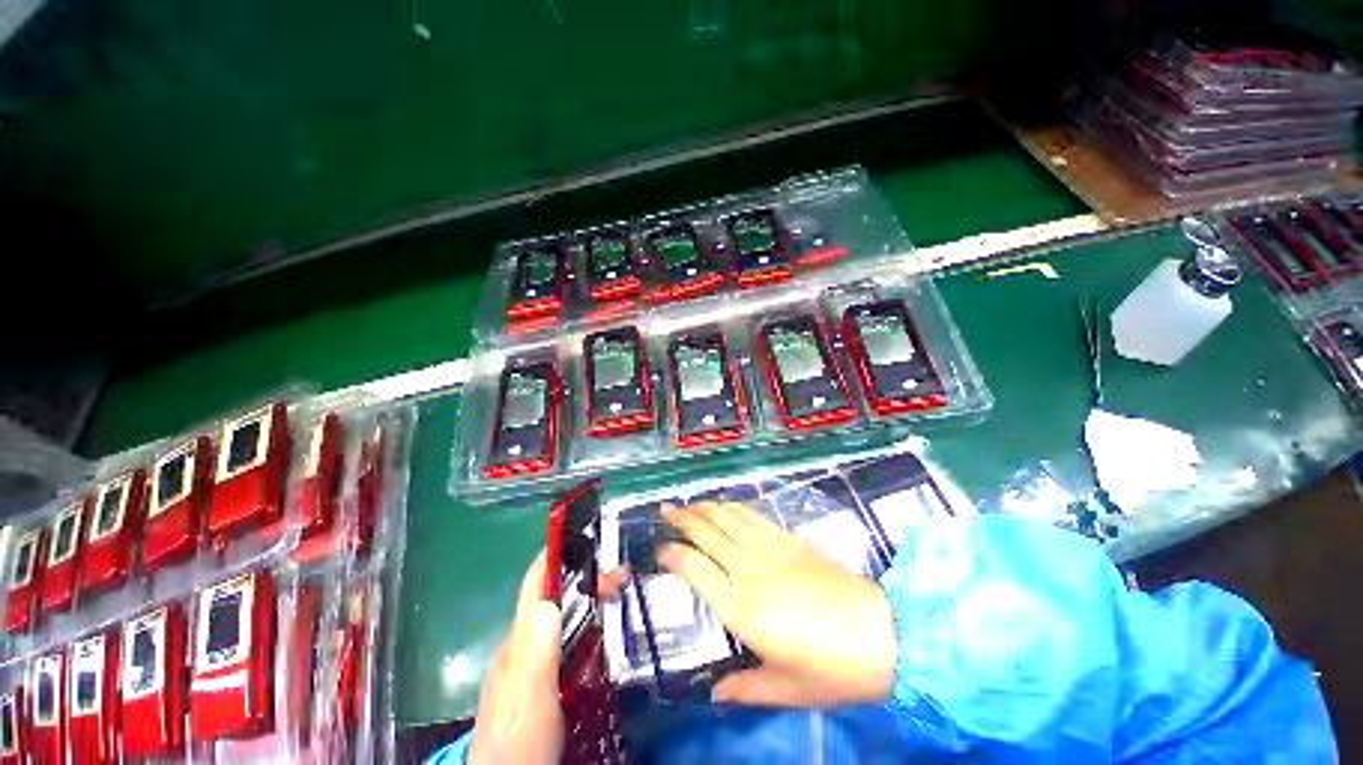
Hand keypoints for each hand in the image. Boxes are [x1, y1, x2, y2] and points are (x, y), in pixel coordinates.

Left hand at [468, 552, 627, 764]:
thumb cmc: (517, 741)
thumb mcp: (528, 699)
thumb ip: (535, 655)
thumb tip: (548, 601)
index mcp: (518, 642)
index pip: (535, 587)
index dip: (555, 556)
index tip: (584, 535)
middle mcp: (525, 645)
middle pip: (555, 597)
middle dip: (586, 578)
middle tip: (622, 572)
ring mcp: (536, 664)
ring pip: (564, 617)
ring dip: (590, 599)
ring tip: (621, 591)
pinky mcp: (549, 681)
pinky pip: (570, 640)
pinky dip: (590, 625)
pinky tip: (607, 631)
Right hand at [658, 501, 896, 707]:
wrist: (881, 633)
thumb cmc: (831, 668)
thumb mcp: (785, 689)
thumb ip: (745, 688)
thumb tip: (715, 694)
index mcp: (740, 606)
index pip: (693, 567)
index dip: (672, 554)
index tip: (659, 549)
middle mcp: (748, 568)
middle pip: (707, 532)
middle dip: (682, 518)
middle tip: (664, 510)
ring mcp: (770, 548)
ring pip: (728, 517)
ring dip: (705, 507)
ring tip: (688, 503)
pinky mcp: (789, 539)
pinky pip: (753, 516)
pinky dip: (734, 507)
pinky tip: (726, 506)